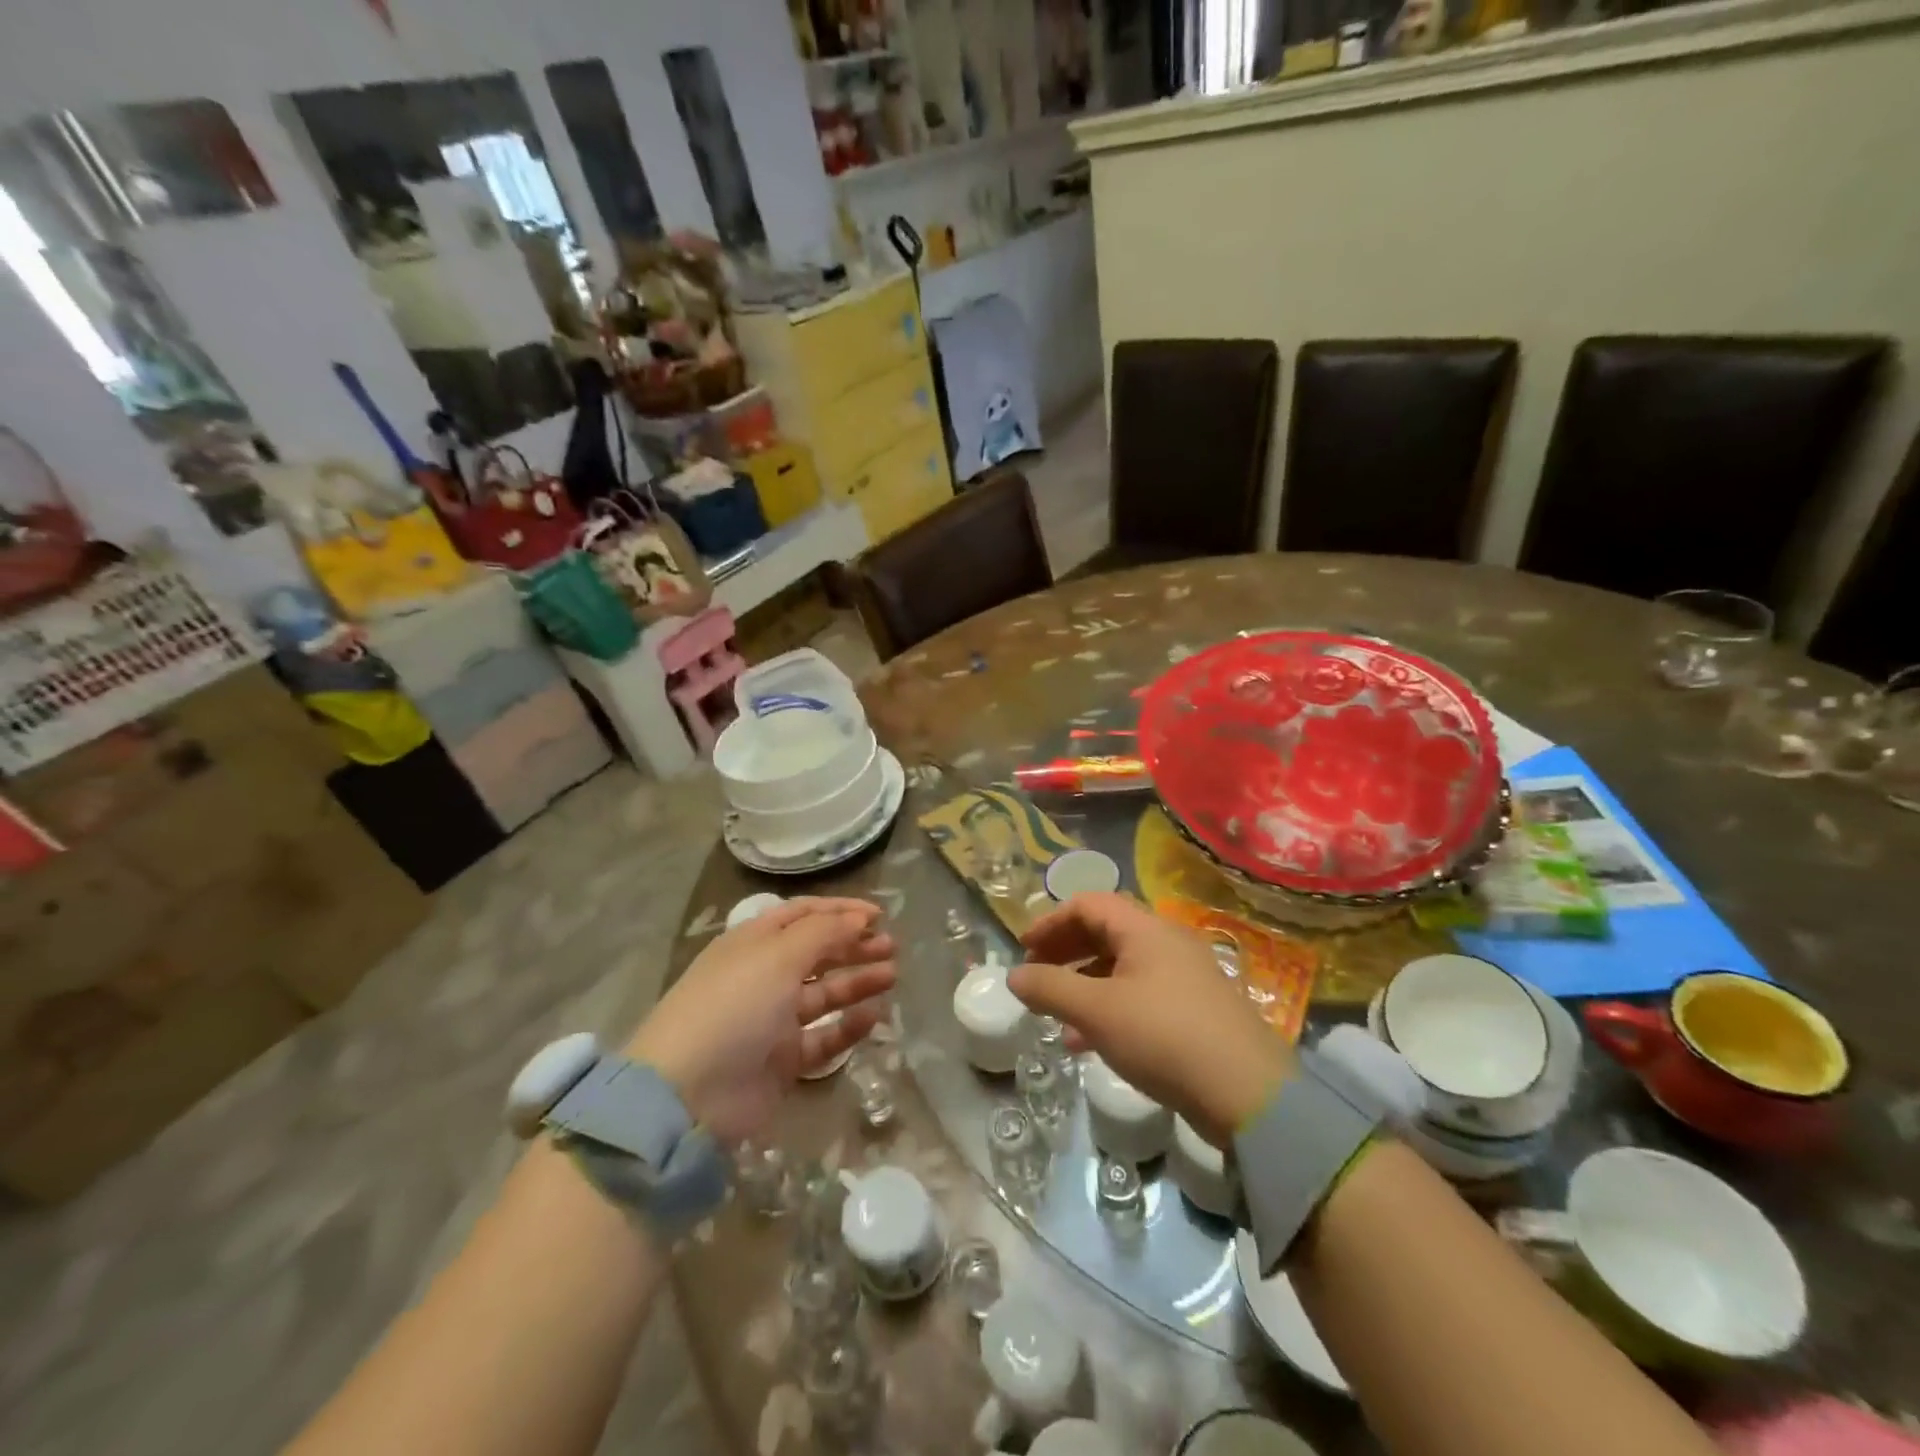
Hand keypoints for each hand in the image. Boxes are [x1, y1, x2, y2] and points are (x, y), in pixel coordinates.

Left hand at [628, 898, 895, 1142]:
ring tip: (891, 976)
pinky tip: (873, 1017)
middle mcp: (763, 976)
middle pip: (817, 952)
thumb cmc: (733, 1006)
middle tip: (891, 946)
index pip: (803, 915)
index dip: (840, 911)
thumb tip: (858, 918)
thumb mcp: (778, 956)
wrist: (687, 1095)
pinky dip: (847, 1026)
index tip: (879, 915)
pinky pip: (822, 1037)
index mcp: (753, 943)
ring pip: (824, 993)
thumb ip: (824, 933)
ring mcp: (772, 1020)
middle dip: (854, 945)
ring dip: (857, 981)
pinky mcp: (782, 1060)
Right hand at [1007, 893, 1292, 1145]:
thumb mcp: (1097, 1012)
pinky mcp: (1195, 1009)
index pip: (1088, 904)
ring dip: (1083, 984)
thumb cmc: (1164, 1037)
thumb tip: (1014, 976)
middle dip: (1064, 952)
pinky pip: (1140, 994)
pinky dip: (1109, 1006)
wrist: (1249, 1094)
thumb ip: (1050, 989)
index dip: (1050, 922)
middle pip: (1104, 931)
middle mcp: (1166, 942)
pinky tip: (1089, 1041)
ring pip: (1121, 966)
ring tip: (1056, 1015)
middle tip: (1036, 977)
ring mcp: (1185, 976)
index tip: (1023, 949)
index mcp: (1145, 929)